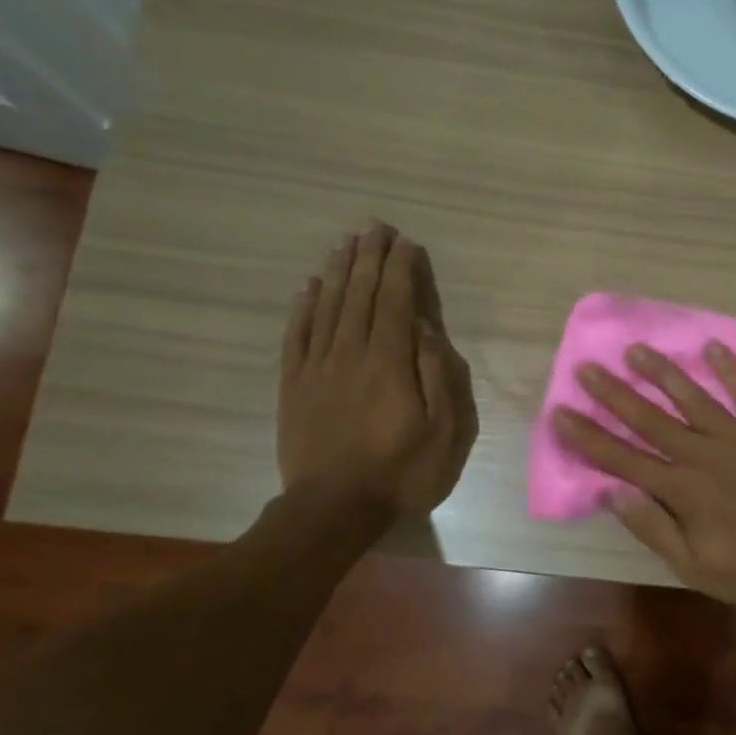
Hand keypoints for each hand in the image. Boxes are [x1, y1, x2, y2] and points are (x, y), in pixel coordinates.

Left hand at [277, 224, 476, 516]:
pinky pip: (296, 334)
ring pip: (326, 306)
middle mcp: (350, 353)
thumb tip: (422, 328)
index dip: (400, 268)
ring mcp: (316, 367)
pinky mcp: (293, 384)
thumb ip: (436, 374)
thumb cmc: (401, 471)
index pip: (394, 301)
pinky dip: (303, 306)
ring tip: (346, 243)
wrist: (333, 507)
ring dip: (337, 271)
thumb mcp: (443, 430)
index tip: (406, 242)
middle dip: (369, 257)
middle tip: (375, 227)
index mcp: (389, 362)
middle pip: (358, 294)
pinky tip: (309, 286)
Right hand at [553, 341, 735, 601]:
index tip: (560, 411)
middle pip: (649, 419)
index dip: (587, 436)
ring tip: (637, 349)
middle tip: (587, 367)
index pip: (622, 458)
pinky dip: (732, 369)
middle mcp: (702, 453)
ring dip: (662, 373)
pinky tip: (714, 346)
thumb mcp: (695, 566)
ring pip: (692, 397)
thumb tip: (611, 492)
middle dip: (614, 394)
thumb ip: (652, 528)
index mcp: (680, 489)